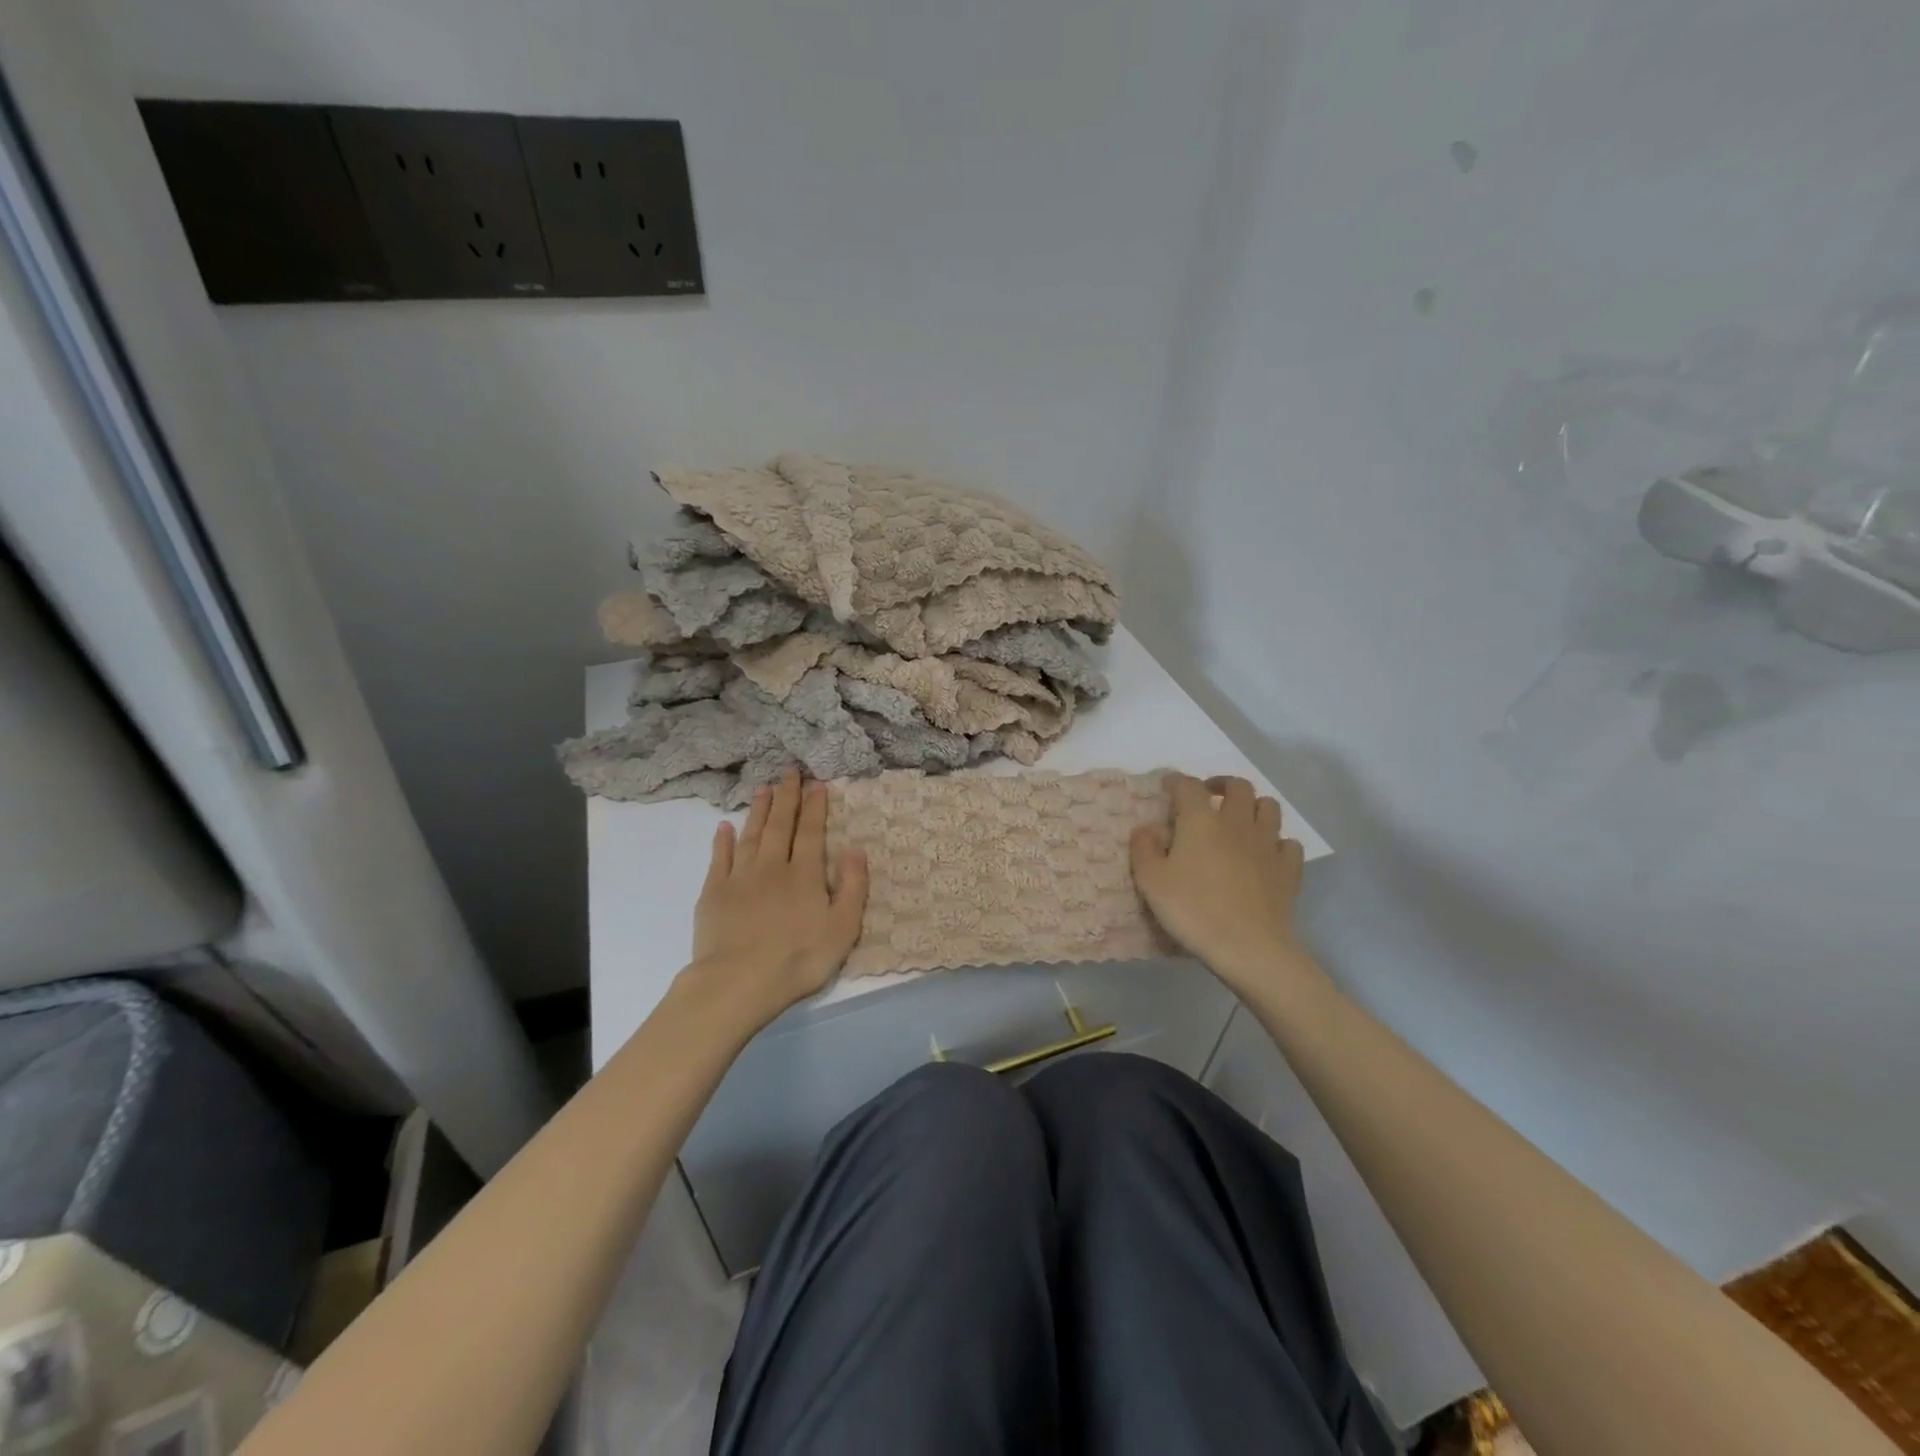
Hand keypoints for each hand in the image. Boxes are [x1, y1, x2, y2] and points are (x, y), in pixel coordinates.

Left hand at [683, 769, 869, 1029]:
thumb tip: (856, 849)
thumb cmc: (798, 959)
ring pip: (751, 835)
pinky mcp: (713, 894)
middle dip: (786, 797)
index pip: (812, 832)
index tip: (816, 784)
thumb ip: (853, 887)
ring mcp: (739, 878)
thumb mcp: (843, 928)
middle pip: (780, 825)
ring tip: (762, 789)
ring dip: (758, 811)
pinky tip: (724, 828)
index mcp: (805, 875)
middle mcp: (772, 867)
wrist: (738, 983)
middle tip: (788, 772)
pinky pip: (719, 859)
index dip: (815, 807)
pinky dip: (722, 842)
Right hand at [1131, 773, 1306, 992]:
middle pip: (1238, 786)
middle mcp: (1237, 822)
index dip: (1176, 781)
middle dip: (1221, 785)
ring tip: (1240, 820)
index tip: (1167, 786)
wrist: (1248, 947)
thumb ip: (1143, 848)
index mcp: (1200, 820)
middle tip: (1209, 797)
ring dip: (1253, 806)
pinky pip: (1288, 842)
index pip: (1188, 785)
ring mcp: (1268, 844)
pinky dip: (1277, 841)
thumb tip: (1146, 828)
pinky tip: (1266, 853)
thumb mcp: (1151, 881)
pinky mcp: (1289, 868)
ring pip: (1269, 807)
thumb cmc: (1192, 910)